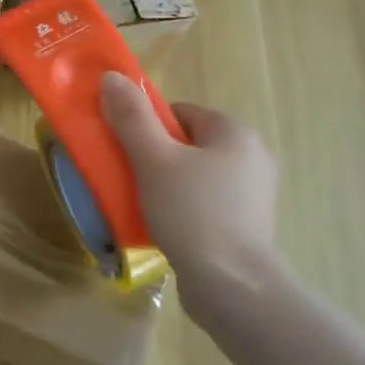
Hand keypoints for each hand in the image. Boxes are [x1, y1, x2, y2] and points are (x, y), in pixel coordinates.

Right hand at [99, 72, 282, 301]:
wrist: (233, 287)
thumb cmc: (193, 212)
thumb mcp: (154, 159)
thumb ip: (132, 117)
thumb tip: (111, 77)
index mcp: (235, 132)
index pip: (179, 112)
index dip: (147, 127)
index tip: (126, 151)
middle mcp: (251, 156)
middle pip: (186, 143)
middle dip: (154, 157)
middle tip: (129, 178)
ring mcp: (252, 194)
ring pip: (193, 175)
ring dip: (165, 185)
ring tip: (142, 205)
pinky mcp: (247, 226)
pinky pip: (204, 203)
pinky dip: (182, 209)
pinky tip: (164, 227)